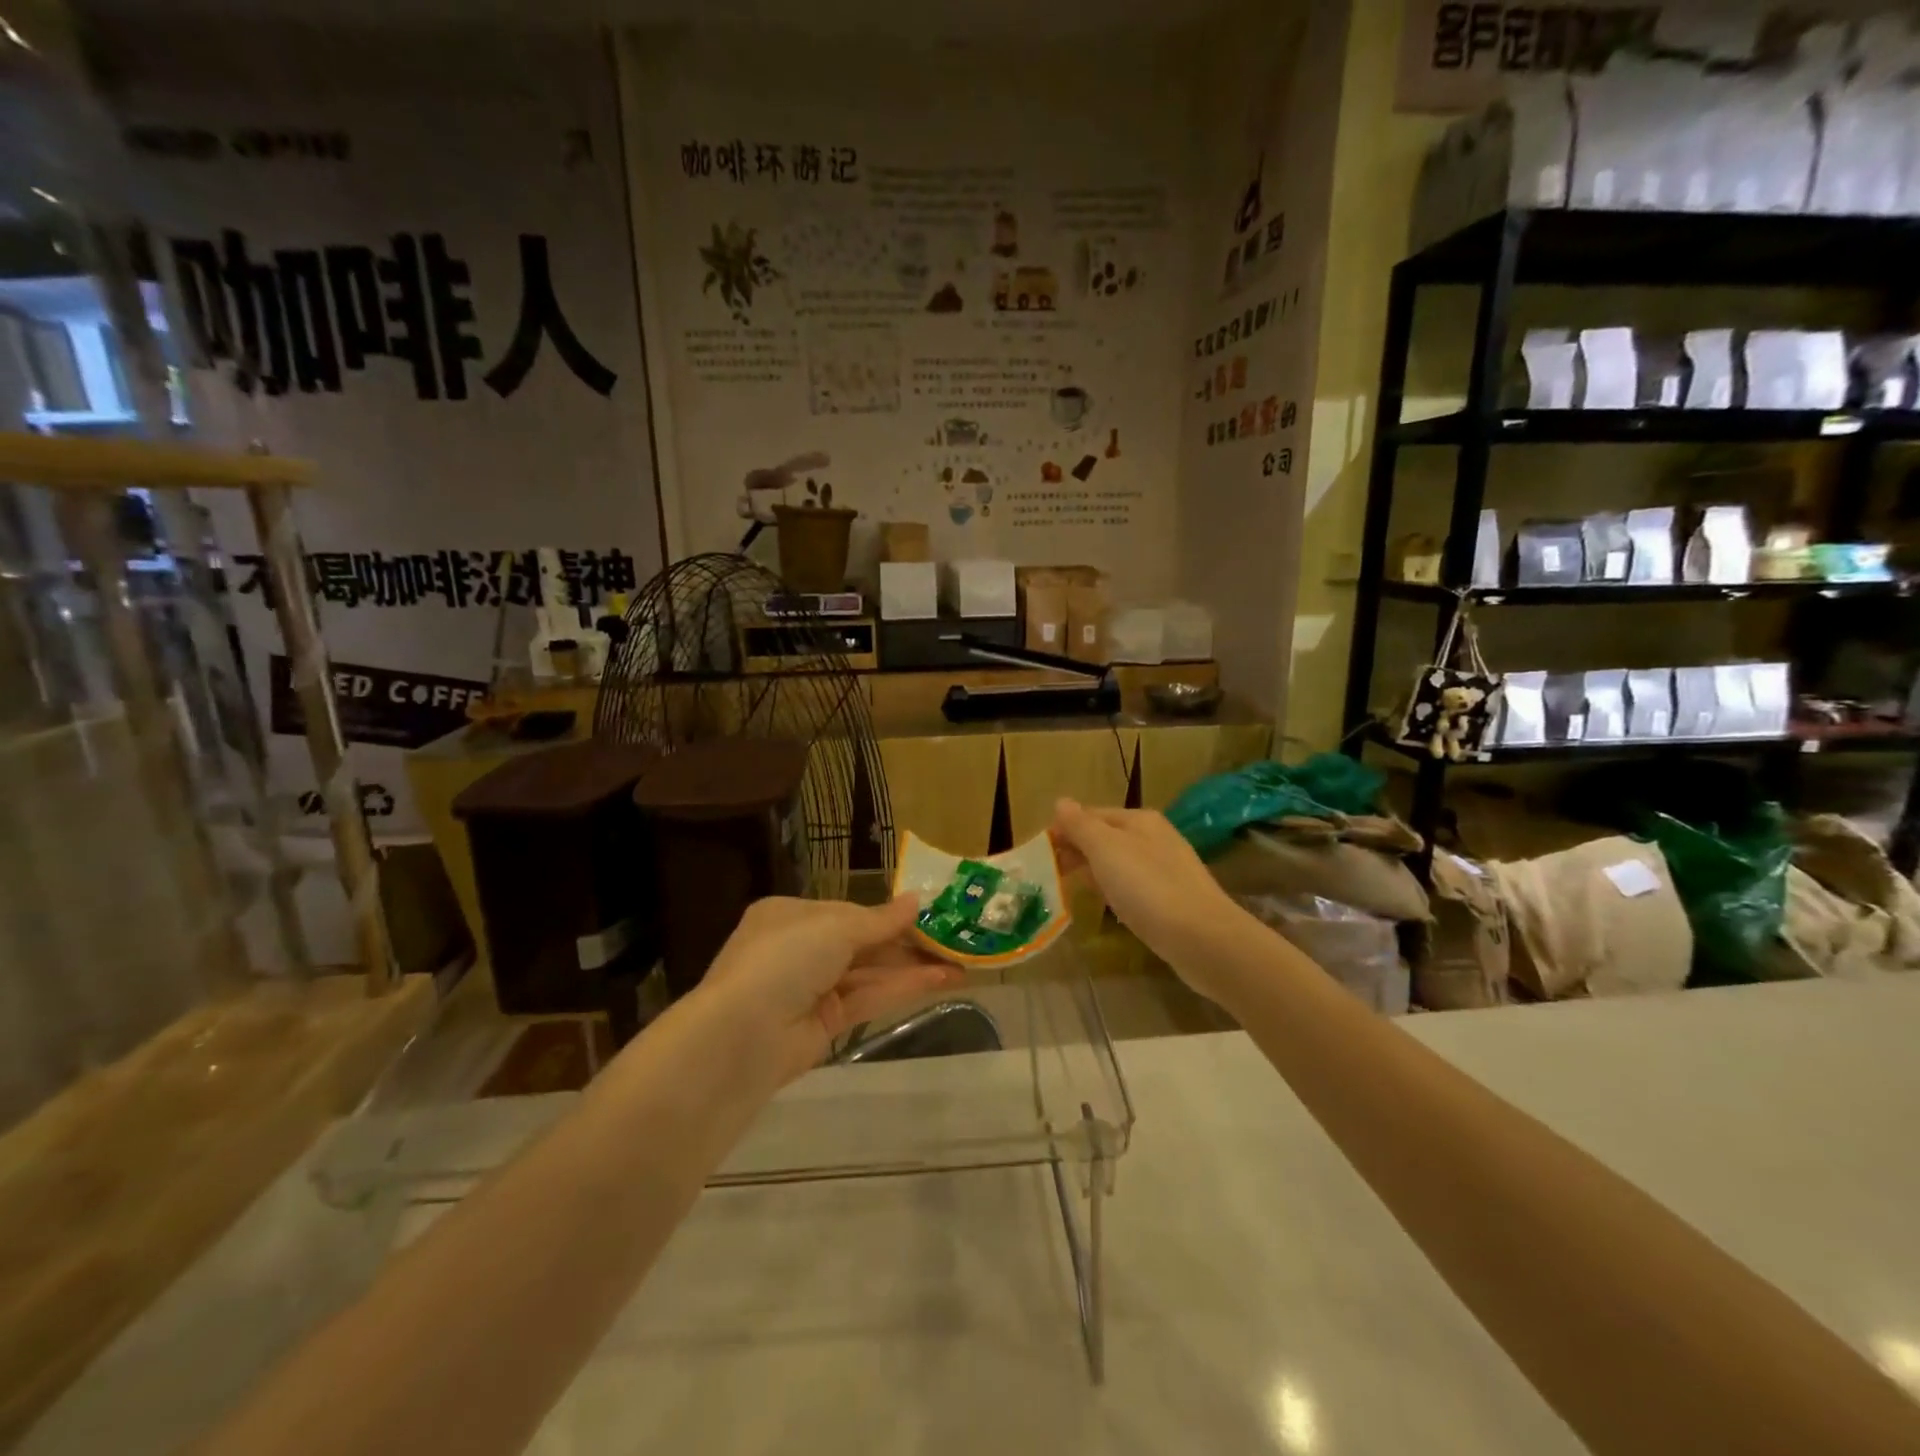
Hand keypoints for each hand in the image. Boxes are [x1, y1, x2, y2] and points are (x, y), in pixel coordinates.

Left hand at [695, 895, 961, 1082]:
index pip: (848, 911)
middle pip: (863, 943)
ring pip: (871, 972)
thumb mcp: (835, 927)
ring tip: (961, 963)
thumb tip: (917, 901)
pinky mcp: (825, 1024)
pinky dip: (902, 988)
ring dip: (914, 967)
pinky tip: (940, 980)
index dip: (889, 915)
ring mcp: (812, 988)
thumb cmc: (784, 959)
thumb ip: (880, 919)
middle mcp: (800, 949)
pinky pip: (869, 998)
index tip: (930, 914)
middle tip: (955, 940)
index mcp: (790, 915)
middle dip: (908, 942)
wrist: (741, 1037)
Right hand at [1049, 799, 1245, 993]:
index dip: (1064, 830)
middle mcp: (1155, 838)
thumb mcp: (1106, 849)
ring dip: (1094, 871)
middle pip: (1106, 837)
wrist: (1203, 939)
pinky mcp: (1173, 900)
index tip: (1039, 854)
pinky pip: (1134, 887)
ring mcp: (1167, 869)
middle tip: (1048, 874)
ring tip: (1069, 889)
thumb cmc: (1148, 888)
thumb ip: (1081, 825)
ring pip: (1119, 863)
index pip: (1091, 815)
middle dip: (1077, 851)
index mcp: (1139, 820)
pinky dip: (1114, 891)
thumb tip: (1061, 802)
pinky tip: (1107, 906)